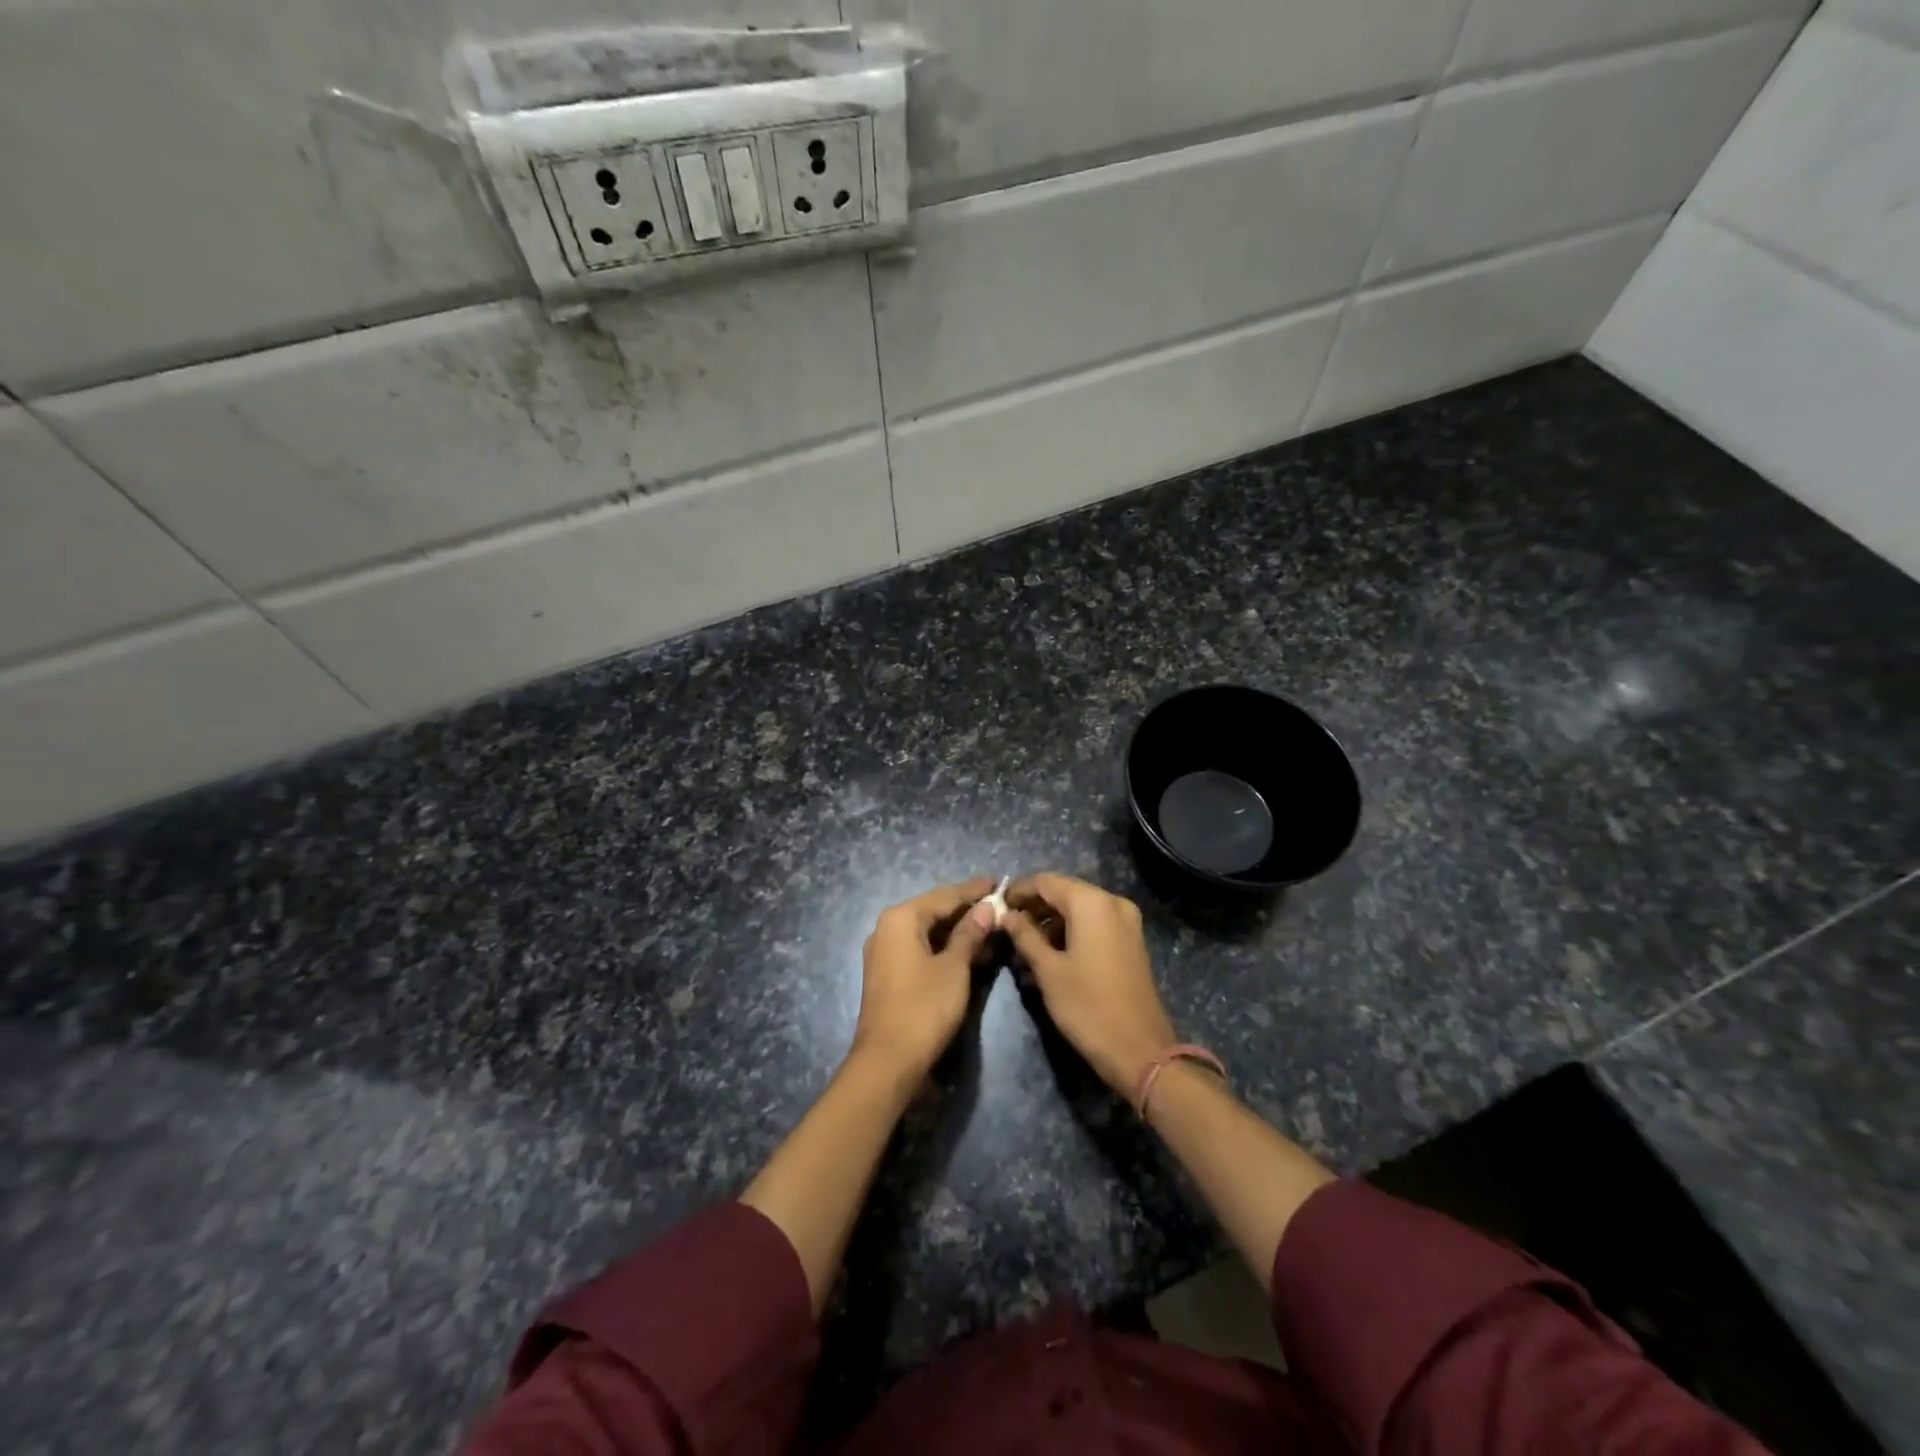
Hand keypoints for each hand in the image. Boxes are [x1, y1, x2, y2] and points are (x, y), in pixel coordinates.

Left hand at [851, 877, 998, 1080]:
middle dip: (966, 909)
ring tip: (990, 925)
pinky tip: (968, 951)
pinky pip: (920, 949)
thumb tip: (987, 907)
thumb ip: (970, 933)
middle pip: (933, 911)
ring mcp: (885, 953)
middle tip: (997, 903)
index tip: (997, 881)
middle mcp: (887, 929)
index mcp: (900, 918)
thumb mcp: (954, 968)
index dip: (973, 890)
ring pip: (927, 932)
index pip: (944, 896)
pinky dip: (944, 948)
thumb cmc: (924, 1008)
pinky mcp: (888, 974)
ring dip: (957, 930)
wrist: (888, 1062)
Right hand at [1004, 873, 1178, 1098]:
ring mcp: (1126, 921)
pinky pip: (1093, 924)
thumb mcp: (1048, 970)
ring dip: (1050, 922)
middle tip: (1007, 928)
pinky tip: (1049, 955)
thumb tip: (1006, 915)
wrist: (1140, 1050)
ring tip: (1023, 947)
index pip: (1046, 881)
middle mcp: (1112, 902)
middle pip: (1064, 891)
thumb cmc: (1087, 1007)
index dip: (1018, 891)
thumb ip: (1025, 935)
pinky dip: (1070, 932)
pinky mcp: (1130, 940)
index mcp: (1091, 903)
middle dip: (1034, 907)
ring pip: (1078, 909)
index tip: (996, 907)